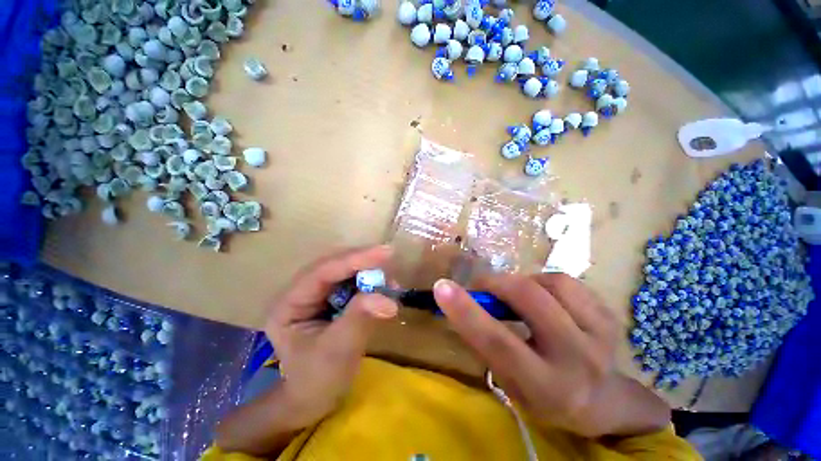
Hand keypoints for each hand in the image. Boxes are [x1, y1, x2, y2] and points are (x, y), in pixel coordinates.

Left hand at [265, 246, 397, 427]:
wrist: (316, 398)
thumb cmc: (318, 380)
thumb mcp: (338, 351)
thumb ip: (360, 320)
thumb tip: (388, 299)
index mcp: (289, 304)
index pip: (321, 272)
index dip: (354, 259)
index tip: (385, 252)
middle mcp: (301, 292)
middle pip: (334, 265)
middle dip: (363, 262)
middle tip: (390, 258)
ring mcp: (317, 294)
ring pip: (345, 271)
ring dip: (369, 272)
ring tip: (390, 282)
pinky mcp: (333, 298)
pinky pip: (353, 282)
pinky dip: (371, 283)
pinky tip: (384, 289)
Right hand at [433, 274, 669, 437]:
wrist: (603, 400)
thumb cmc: (545, 394)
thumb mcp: (509, 381)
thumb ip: (487, 342)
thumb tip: (463, 302)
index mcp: (545, 387)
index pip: (498, 343)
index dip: (466, 311)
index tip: (441, 286)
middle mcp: (578, 360)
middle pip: (530, 300)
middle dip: (496, 284)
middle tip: (483, 287)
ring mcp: (601, 334)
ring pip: (552, 283)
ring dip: (523, 282)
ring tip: (517, 295)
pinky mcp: (610, 315)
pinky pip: (567, 281)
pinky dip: (545, 282)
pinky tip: (543, 297)